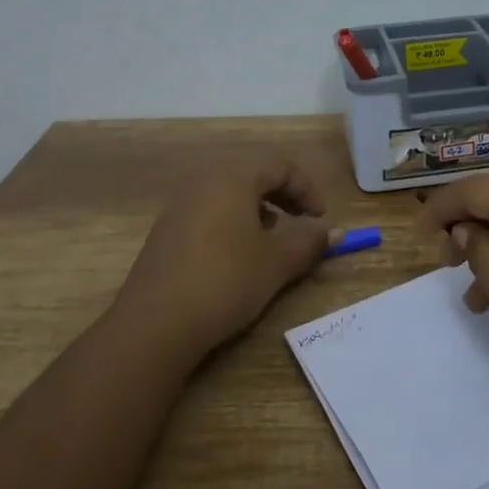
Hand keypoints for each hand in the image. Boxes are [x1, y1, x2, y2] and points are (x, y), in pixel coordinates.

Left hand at [109, 155, 330, 363]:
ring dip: (258, 208)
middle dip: (283, 195)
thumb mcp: (276, 262)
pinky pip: (209, 210)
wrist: (156, 323)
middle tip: (301, 222)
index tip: (320, 219)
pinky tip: (238, 255)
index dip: (307, 189)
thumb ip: (309, 242)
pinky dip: (233, 221)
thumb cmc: (226, 281)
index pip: (280, 165)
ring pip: (229, 192)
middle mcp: (203, 180)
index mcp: (232, 176)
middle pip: (253, 173)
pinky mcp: (167, 228)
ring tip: (271, 239)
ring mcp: (180, 203)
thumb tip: (333, 232)